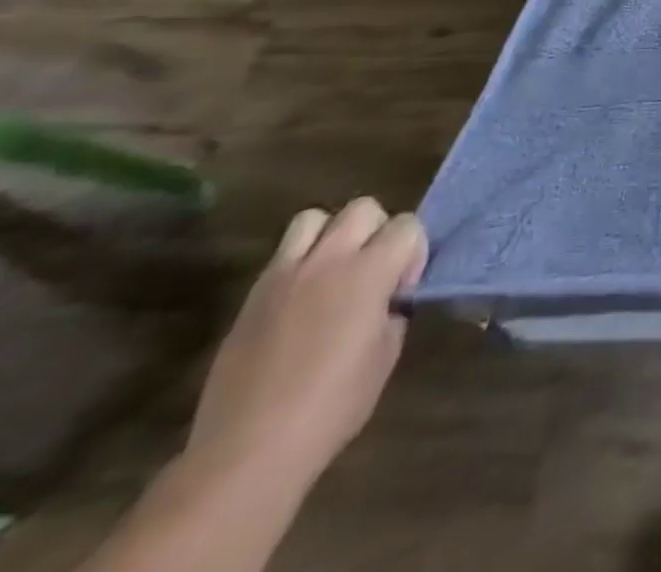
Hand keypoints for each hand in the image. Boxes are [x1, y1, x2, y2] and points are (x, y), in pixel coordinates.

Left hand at [186, 200, 427, 497]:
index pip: (407, 225)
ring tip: (334, 273)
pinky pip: (281, 256)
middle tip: (374, 271)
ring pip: (314, 219)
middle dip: (377, 231)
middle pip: (363, 208)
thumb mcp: (385, 355)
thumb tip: (389, 299)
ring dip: (332, 235)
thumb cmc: (332, 407)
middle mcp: (328, 260)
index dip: (413, 252)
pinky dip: (299, 263)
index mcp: (369, 272)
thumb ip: (393, 311)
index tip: (403, 288)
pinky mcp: (252, 297)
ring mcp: (284, 276)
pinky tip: (300, 302)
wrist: (247, 452)